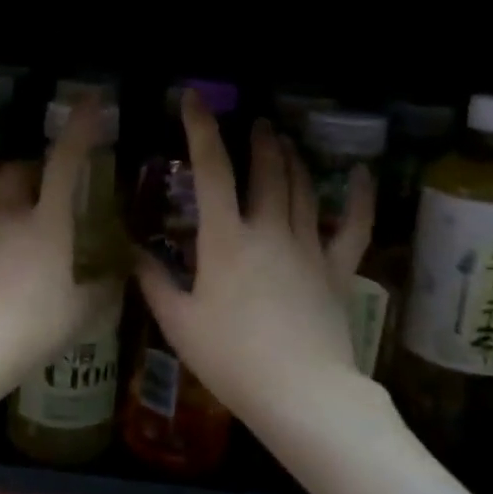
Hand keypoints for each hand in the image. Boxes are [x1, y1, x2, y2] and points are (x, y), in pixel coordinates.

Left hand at [0, 98, 118, 397]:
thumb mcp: (81, 314)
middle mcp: (11, 218)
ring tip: (35, 229)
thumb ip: (103, 290)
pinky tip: (12, 264)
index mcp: (48, 223)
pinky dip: (1, 233)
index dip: (80, 128)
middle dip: (35, 168)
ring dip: (16, 201)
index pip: (65, 162)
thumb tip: (117, 276)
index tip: (89, 100)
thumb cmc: (31, 328)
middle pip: (18, 172)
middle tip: (55, 186)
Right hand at [135, 91, 399, 427]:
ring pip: (301, 188)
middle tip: (253, 123)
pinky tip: (361, 174)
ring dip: (290, 158)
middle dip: (258, 140)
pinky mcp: (337, 270)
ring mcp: (308, 248)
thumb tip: (131, 251)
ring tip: (281, 139)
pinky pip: (352, 226)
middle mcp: (269, 231)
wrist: (302, 395)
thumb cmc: (231, 359)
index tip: (193, 98)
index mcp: (225, 239)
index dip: (201, 130)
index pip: (211, 171)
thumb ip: (153, 280)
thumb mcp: (178, 322)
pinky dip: (358, 197)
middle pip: (266, 171)